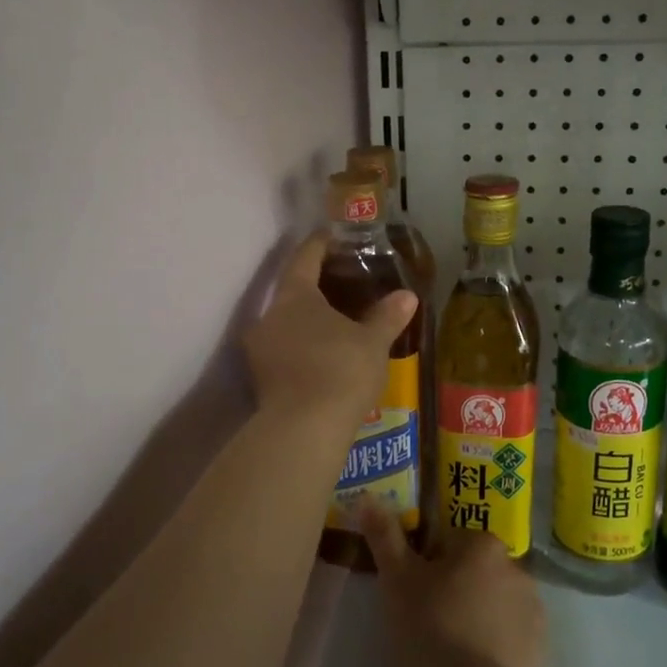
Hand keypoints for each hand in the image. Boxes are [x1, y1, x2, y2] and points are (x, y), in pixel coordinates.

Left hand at [243, 236, 416, 425]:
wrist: (303, 430)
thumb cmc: (340, 371)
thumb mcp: (372, 342)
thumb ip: (387, 316)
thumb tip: (406, 296)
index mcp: (294, 296)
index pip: (304, 258)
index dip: (319, 244)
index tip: (331, 236)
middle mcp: (269, 316)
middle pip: (291, 291)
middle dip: (315, 287)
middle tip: (342, 284)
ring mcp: (260, 349)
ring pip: (285, 324)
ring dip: (307, 321)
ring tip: (335, 325)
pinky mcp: (260, 379)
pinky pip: (283, 351)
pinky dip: (301, 347)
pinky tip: (322, 357)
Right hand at [361, 509, 545, 666]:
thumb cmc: (431, 629)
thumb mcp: (397, 579)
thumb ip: (384, 536)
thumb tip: (367, 498)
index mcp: (483, 545)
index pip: (450, 542)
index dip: (427, 564)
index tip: (412, 592)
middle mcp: (517, 568)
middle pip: (474, 572)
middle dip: (454, 590)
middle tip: (425, 622)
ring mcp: (534, 611)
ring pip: (493, 605)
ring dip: (475, 617)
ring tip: (447, 653)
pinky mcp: (540, 650)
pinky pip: (510, 638)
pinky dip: (494, 647)